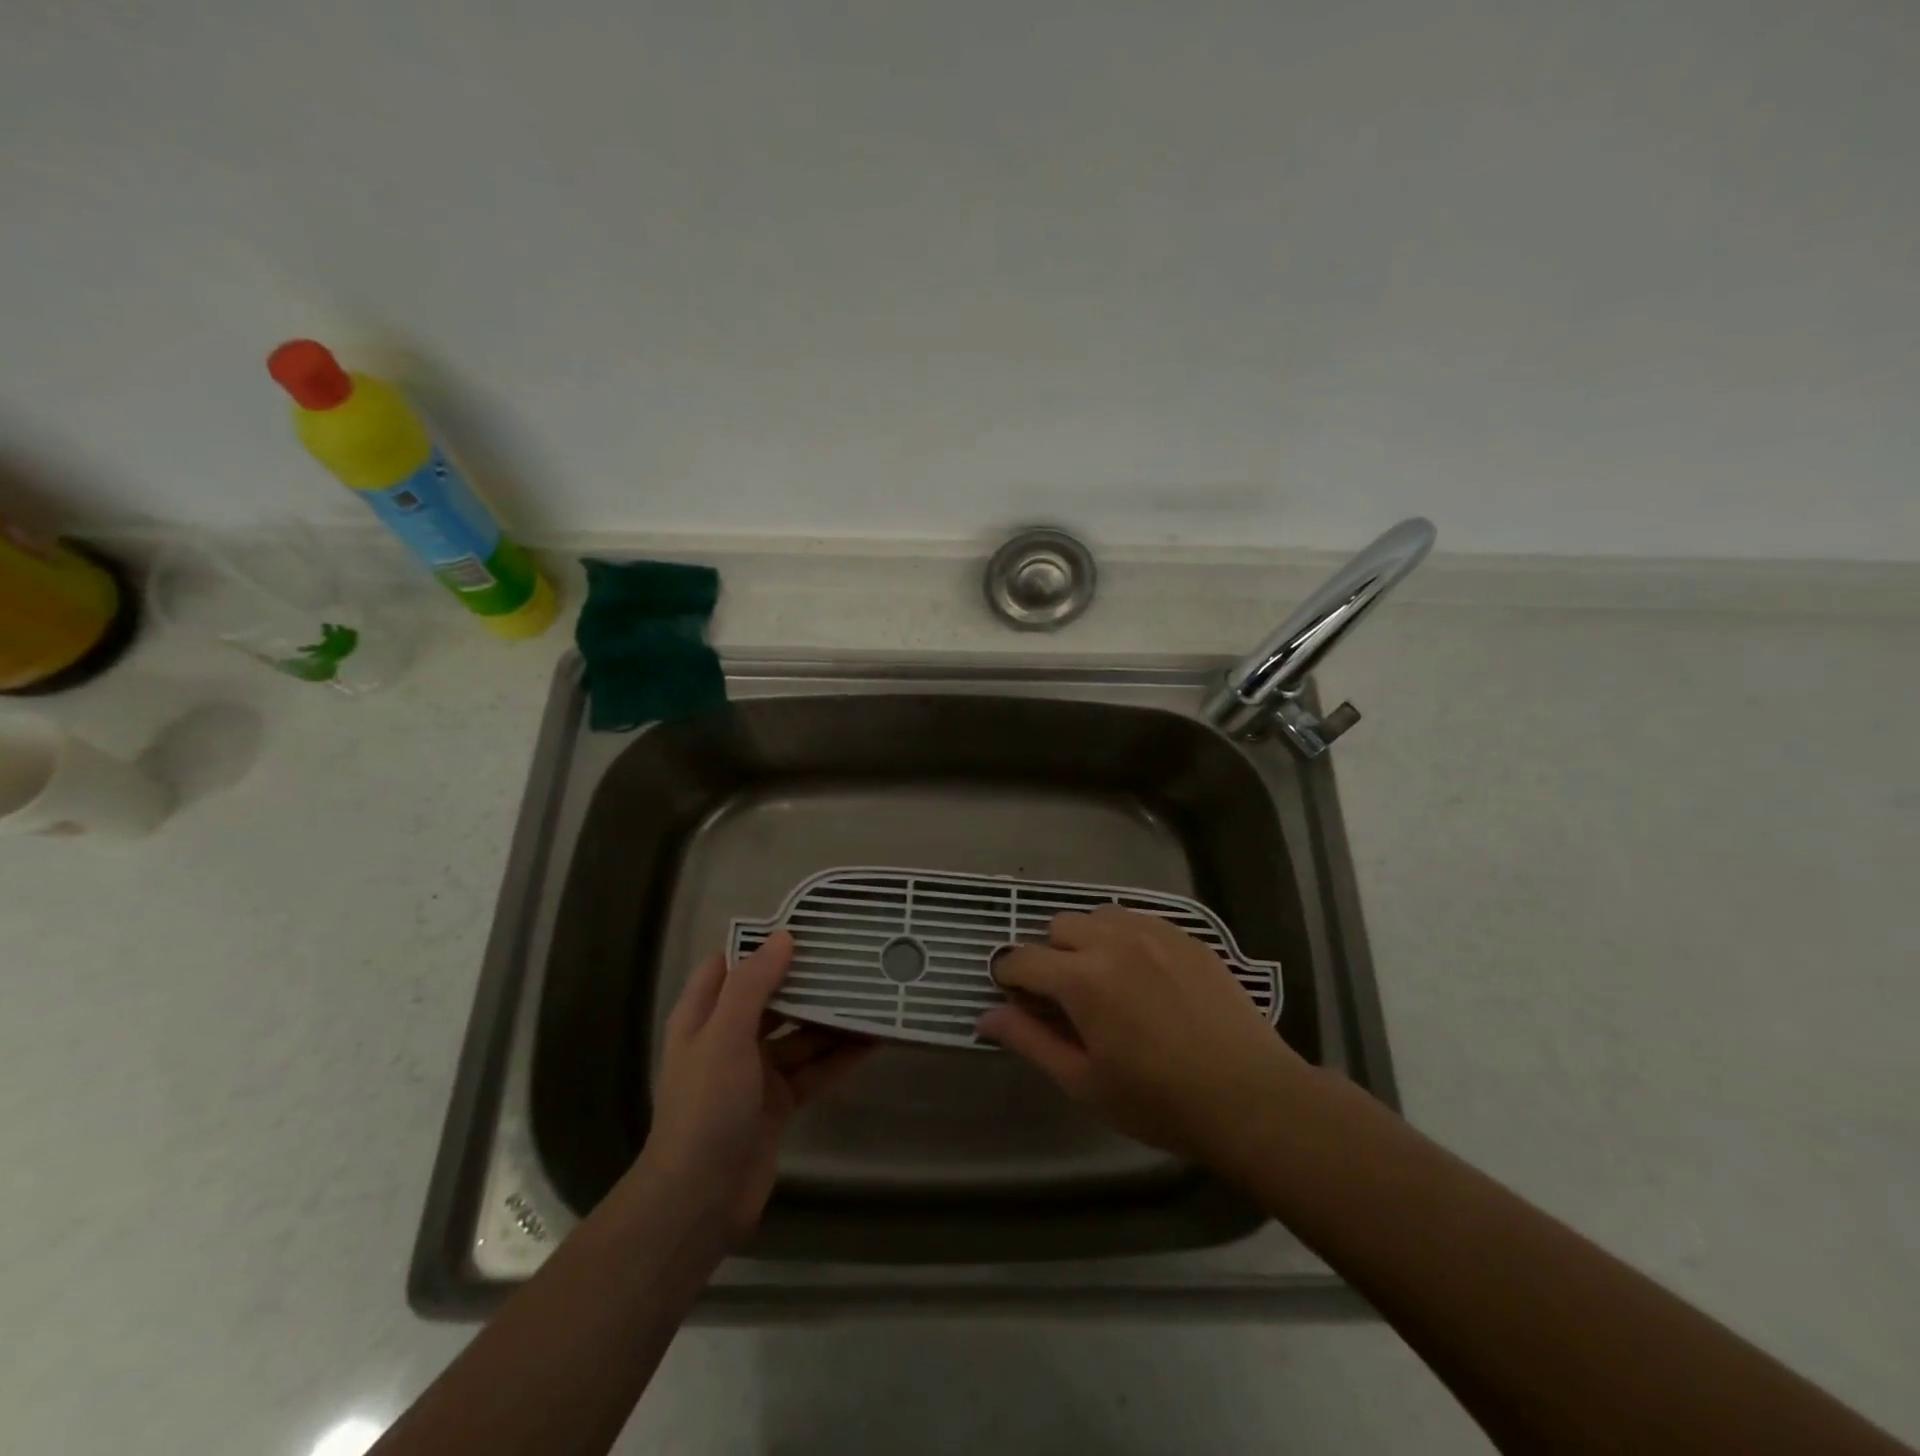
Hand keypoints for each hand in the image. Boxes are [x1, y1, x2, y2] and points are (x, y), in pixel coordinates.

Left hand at [643, 931, 873, 1241]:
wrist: (699, 1199)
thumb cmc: (706, 1106)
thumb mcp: (725, 1036)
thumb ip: (753, 985)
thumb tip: (784, 937)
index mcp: (703, 1017)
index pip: (731, 966)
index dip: (762, 945)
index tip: (805, 926)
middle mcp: (728, 1039)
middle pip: (772, 999)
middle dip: (806, 980)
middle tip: (851, 956)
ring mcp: (755, 1073)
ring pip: (799, 1035)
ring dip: (830, 1020)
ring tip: (871, 994)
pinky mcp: (779, 1104)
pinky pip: (814, 1070)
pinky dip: (839, 1057)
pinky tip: (873, 1041)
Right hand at [977, 906, 1307, 1162]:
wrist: (1251, 1097)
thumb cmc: (1159, 1101)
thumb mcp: (1084, 1082)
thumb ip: (1029, 1041)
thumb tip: (985, 1017)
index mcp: (1083, 979)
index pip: (1022, 958)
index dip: (1008, 976)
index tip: (1013, 997)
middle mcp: (1113, 941)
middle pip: (1058, 926)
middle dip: (1049, 956)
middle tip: (1065, 999)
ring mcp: (1154, 932)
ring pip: (1098, 916)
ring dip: (1086, 940)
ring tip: (1104, 981)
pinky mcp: (1186, 935)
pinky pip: (1137, 919)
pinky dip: (1123, 937)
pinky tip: (1142, 974)